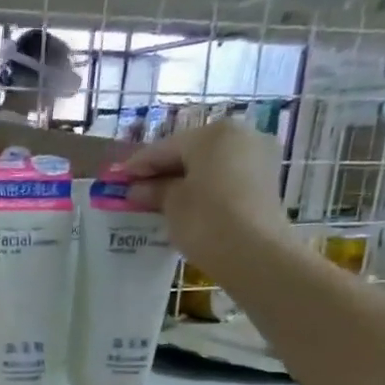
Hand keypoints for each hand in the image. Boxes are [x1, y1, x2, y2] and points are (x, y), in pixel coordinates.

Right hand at [125, 120, 293, 271]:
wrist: (254, 252)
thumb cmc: (205, 218)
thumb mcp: (171, 203)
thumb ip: (153, 190)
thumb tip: (137, 189)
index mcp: (213, 133)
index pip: (165, 147)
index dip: (138, 165)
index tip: (119, 179)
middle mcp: (241, 135)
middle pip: (191, 151)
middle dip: (164, 170)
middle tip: (138, 189)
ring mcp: (259, 156)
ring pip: (211, 164)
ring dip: (185, 179)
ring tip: (161, 200)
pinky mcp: (266, 180)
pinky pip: (226, 177)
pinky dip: (205, 187)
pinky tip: (187, 204)